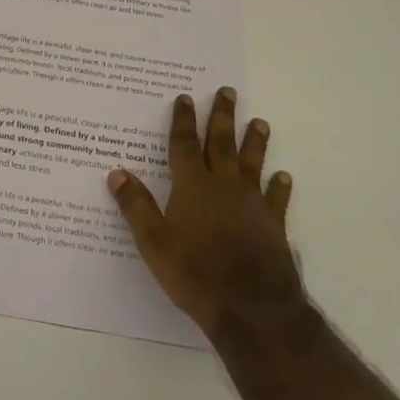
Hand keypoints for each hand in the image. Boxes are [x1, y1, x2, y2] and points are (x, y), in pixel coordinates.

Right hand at [108, 89, 301, 336]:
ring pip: (252, 164)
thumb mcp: (153, 241)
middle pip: (222, 144)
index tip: (185, 97)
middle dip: (222, 117)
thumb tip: (116, 172)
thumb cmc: (195, 273)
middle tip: (227, 91)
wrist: (252, 308)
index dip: (183, 120)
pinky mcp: (273, 226)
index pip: (185, 145)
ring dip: (254, 142)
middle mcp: (224, 187)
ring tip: (260, 122)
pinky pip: (276, 199)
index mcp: (192, 186)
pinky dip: (279, 187)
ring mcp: (252, 205)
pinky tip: (284, 177)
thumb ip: (136, 205)